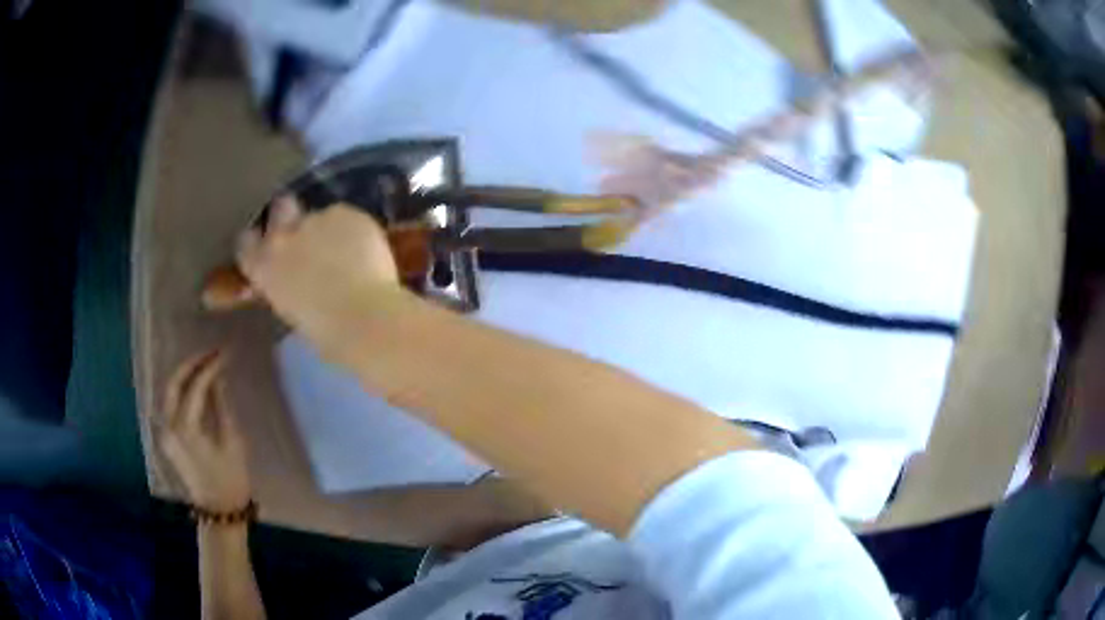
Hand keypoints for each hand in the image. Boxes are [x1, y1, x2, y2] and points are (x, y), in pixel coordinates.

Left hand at [161, 350, 250, 512]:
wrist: (219, 512)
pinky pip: (171, 404)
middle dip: (192, 364)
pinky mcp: (168, 438)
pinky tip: (194, 383)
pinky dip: (182, 389)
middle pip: (174, 383)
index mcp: (186, 428)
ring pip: (170, 392)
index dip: (210, 367)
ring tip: (204, 363)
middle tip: (210, 352)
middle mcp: (169, 426)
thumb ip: (221, 407)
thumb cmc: (231, 480)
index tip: (224, 353)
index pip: (195, 386)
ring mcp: (166, 432)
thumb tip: (217, 379)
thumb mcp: (232, 442)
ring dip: (185, 374)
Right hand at [236, 197, 402, 354]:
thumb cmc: (329, 334)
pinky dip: (354, 230)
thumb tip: (293, 280)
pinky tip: (366, 250)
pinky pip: (347, 217)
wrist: (365, 318)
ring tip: (349, 253)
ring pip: (320, 215)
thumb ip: (285, 286)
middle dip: (290, 216)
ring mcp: (314, 220)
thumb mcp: (291, 312)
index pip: (246, 242)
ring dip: (329, 229)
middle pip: (280, 208)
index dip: (259, 242)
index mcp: (263, 268)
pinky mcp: (345, 212)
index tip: (269, 248)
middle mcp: (283, 237)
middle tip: (308, 235)